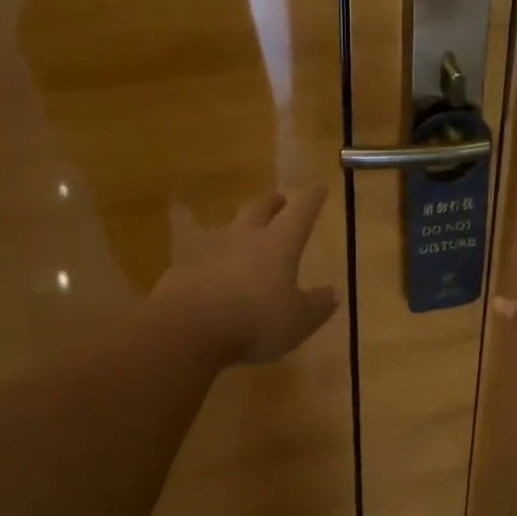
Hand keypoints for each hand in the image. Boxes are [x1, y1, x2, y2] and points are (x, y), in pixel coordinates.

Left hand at [153, 188, 339, 364]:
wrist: (189, 327)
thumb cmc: (255, 320)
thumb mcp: (297, 321)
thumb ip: (316, 306)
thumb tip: (333, 293)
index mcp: (279, 244)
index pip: (300, 214)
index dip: (312, 201)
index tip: (319, 187)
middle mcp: (245, 237)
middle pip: (259, 210)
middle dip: (271, 203)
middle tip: (278, 199)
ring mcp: (210, 248)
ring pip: (228, 228)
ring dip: (239, 227)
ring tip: (243, 233)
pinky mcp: (183, 266)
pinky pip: (201, 254)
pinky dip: (211, 257)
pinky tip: (210, 269)